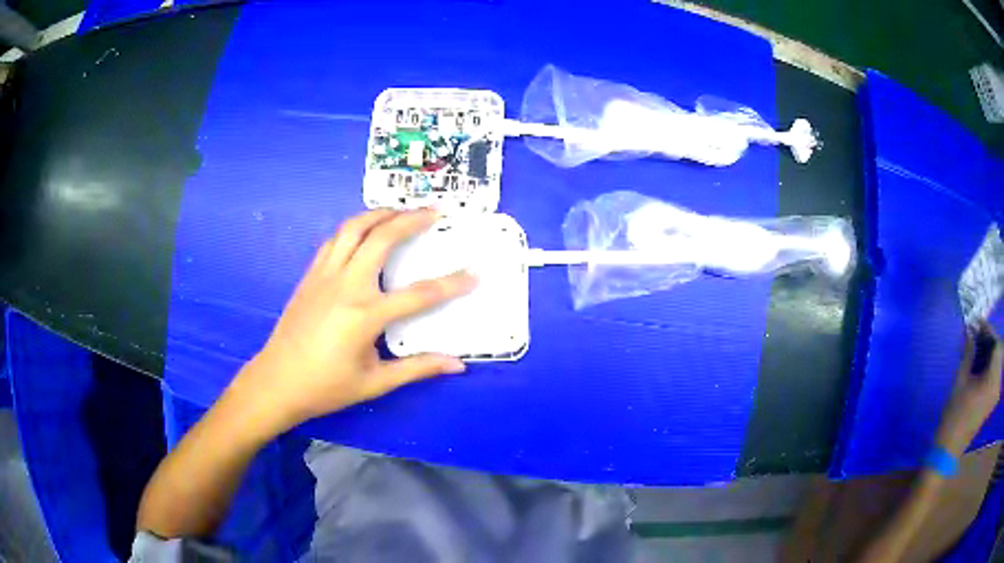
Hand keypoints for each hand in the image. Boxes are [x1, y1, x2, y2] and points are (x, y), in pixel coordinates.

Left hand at [230, 208, 476, 432]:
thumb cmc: (326, 386)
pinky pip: (335, 240)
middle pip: (382, 238)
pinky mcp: (310, 275)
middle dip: (411, 219)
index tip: (474, 273)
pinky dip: (354, 227)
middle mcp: (345, 285)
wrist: (277, 381)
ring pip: (353, 228)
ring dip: (380, 214)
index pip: (418, 295)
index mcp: (364, 315)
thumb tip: (457, 365)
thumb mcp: (374, 382)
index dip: (450, 284)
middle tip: (434, 212)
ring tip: (401, 211)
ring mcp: (324, 275)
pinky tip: (365, 231)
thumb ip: (416, 368)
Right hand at [936, 321, 1002, 455]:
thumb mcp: (960, 380)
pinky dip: (989, 365)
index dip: (989, 331)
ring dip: (989, 352)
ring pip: (997, 363)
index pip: (997, 344)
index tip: (977, 324)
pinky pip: (994, 375)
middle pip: (999, 352)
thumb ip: (969, 353)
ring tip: (976, 347)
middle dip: (989, 341)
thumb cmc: (954, 415)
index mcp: (992, 380)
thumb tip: (970, 330)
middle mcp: (997, 385)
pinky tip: (979, 364)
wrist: (948, 451)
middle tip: (976, 334)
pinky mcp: (991, 401)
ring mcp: (994, 395)